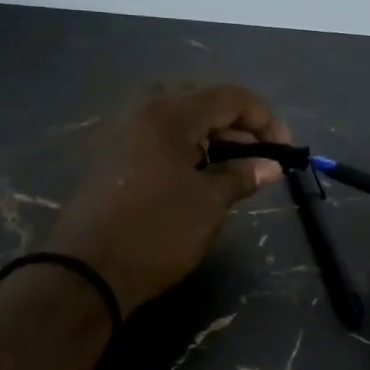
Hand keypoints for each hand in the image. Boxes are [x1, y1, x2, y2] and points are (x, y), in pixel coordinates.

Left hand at [46, 86, 291, 314]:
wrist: (86, 271)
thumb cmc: (155, 234)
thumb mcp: (207, 205)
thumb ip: (241, 176)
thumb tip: (270, 166)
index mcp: (168, 113)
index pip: (229, 97)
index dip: (264, 118)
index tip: (284, 149)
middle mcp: (141, 109)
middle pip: (200, 98)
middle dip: (235, 123)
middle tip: (257, 155)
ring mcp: (120, 129)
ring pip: (176, 115)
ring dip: (209, 133)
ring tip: (232, 166)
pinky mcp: (109, 153)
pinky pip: (155, 133)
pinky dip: (182, 144)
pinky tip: (196, 172)